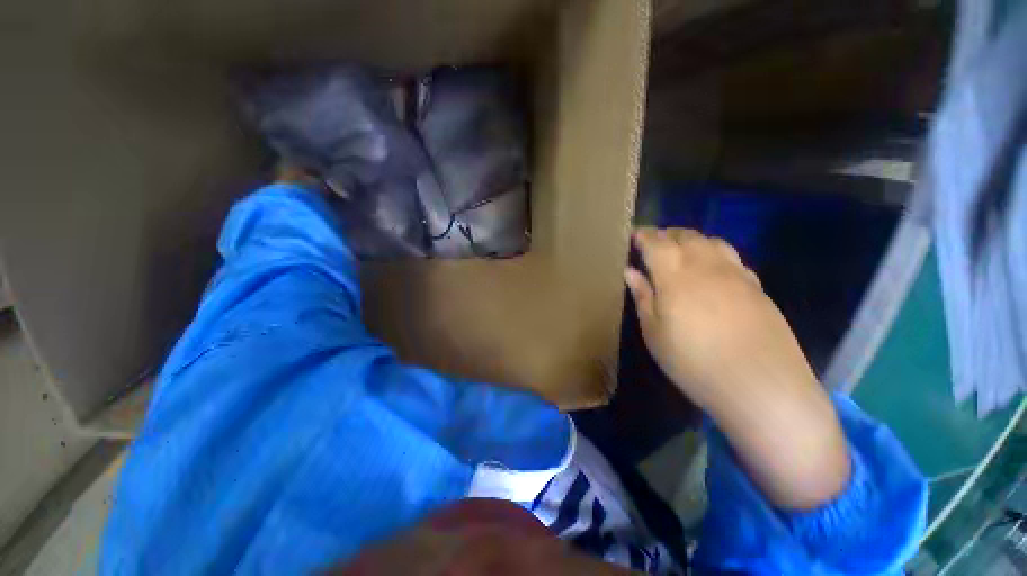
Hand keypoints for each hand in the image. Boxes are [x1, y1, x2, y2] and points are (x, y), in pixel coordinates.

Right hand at [625, 227, 849, 509]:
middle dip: (666, 234)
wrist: (761, 386)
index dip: (643, 235)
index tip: (634, 234)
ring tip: (680, 248)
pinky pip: (731, 256)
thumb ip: (643, 296)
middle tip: (653, 241)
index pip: (656, 242)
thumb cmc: (693, 361)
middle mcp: (706, 264)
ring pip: (711, 241)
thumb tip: (630, 271)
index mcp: (675, 274)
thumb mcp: (654, 332)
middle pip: (685, 236)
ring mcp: (736, 273)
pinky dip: (714, 252)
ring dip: (691, 239)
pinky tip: (711, 266)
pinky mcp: (756, 286)